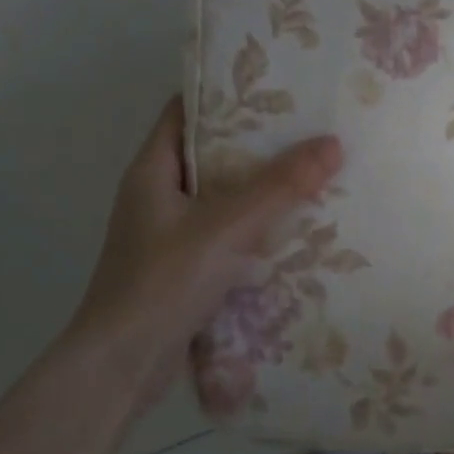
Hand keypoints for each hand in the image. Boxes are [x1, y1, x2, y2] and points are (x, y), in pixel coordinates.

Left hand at [69, 98, 341, 400]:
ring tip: (312, 170)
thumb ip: (280, 187)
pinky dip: (255, 225)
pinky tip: (295, 227)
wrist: (121, 369)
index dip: (224, 93)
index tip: (273, 85)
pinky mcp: (183, 267)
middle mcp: (157, 195)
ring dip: (260, 187)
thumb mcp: (226, 227)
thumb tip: (332, 143)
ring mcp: (168, 233)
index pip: (184, 110)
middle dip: (256, 142)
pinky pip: (225, 232)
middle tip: (307, 126)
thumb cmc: (163, 283)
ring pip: (221, 195)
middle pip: (210, 153)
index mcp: (152, 170)